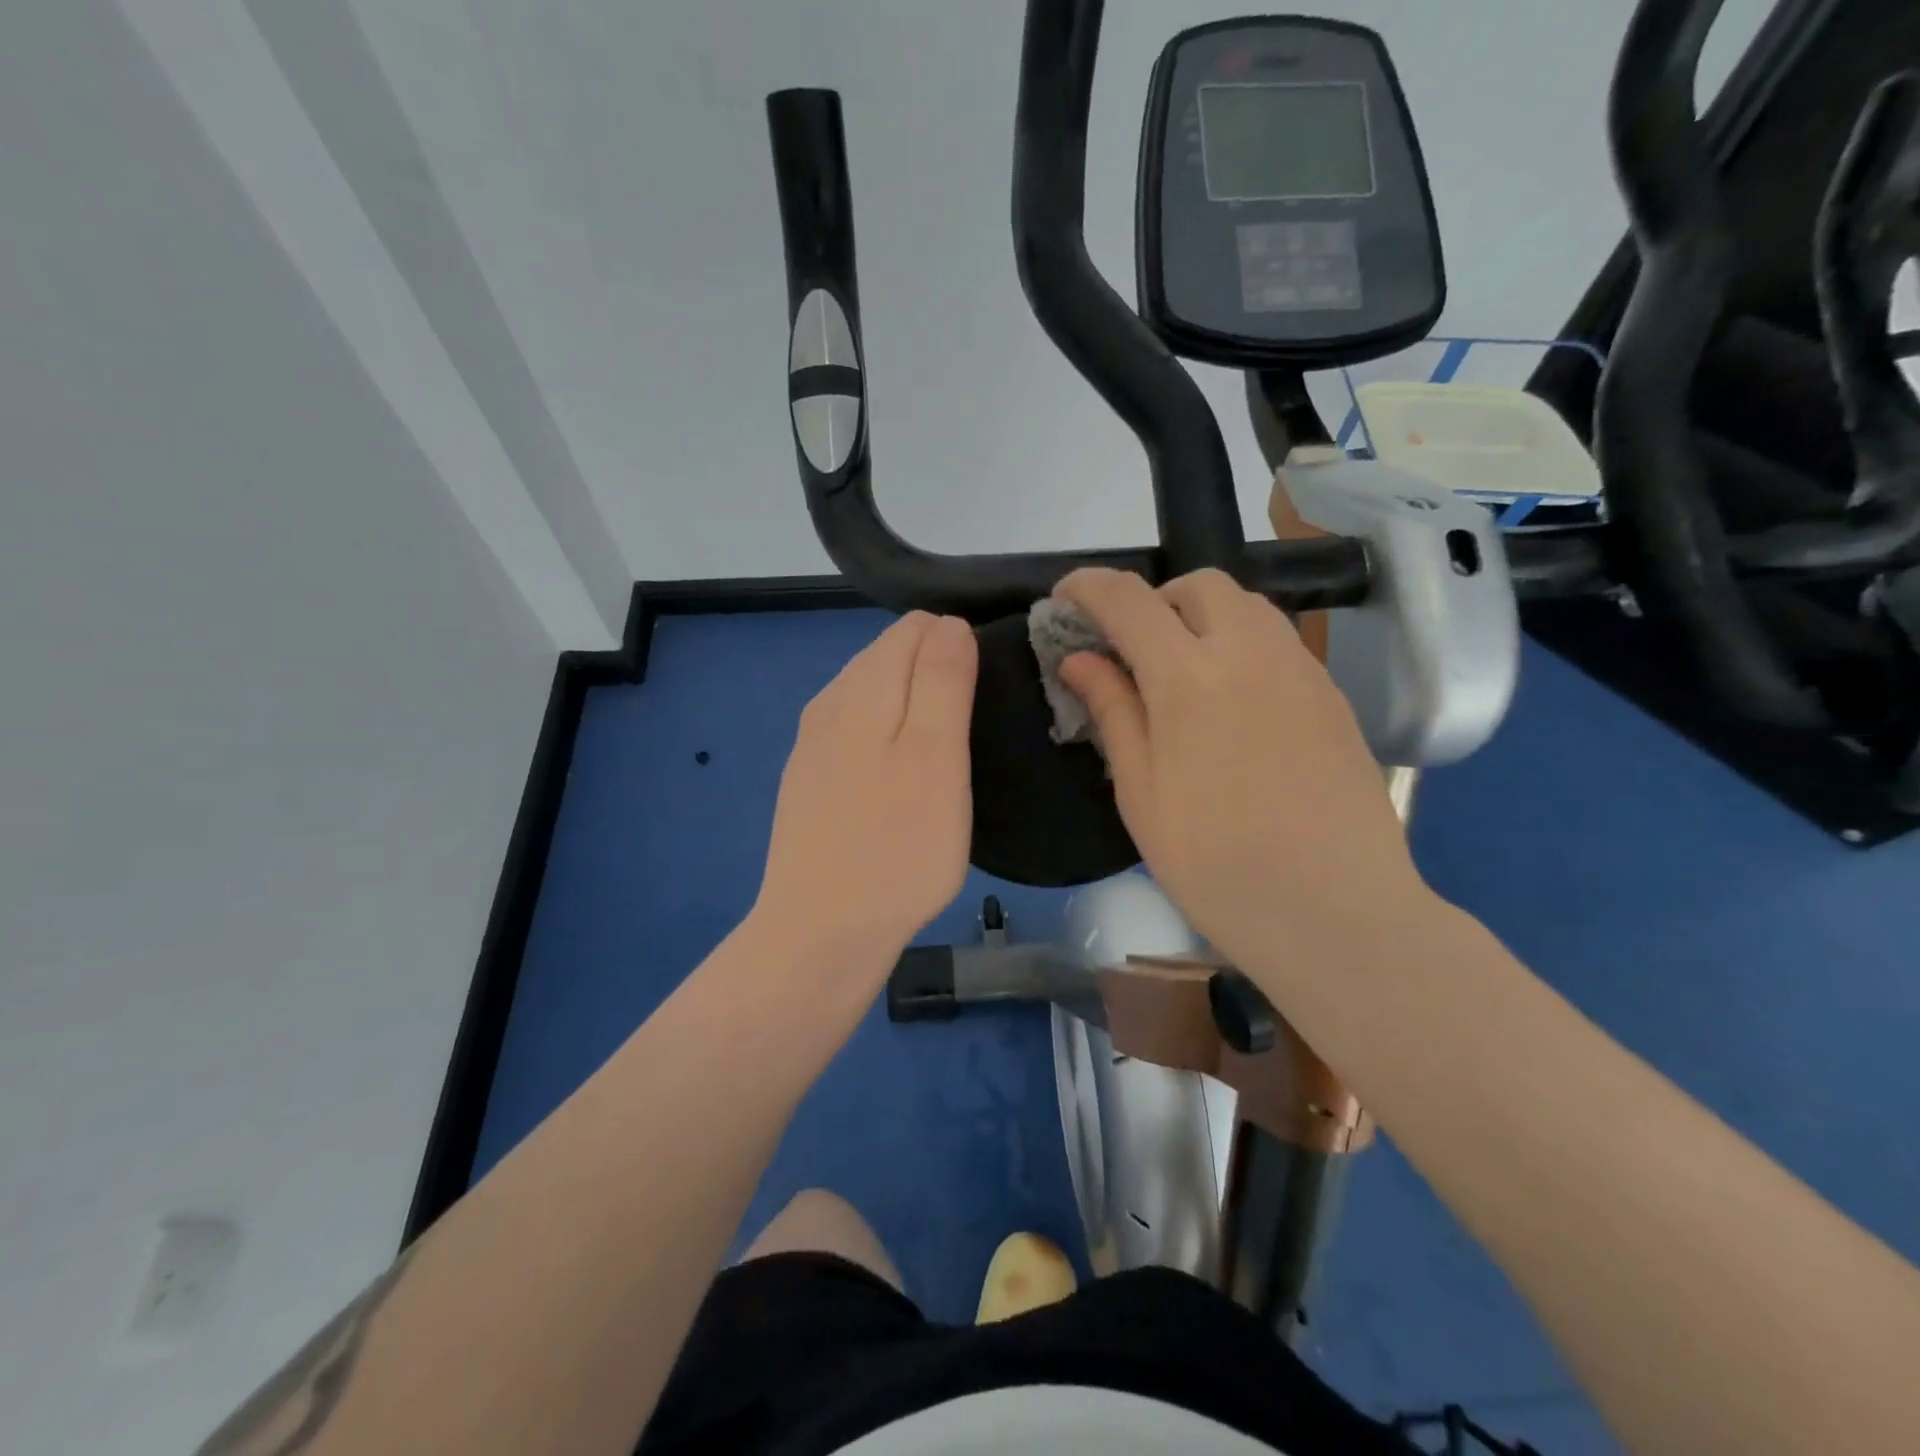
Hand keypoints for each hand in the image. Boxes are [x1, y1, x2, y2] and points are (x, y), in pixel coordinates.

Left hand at [754, 611, 977, 976]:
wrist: (821, 933)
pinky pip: (860, 734)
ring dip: (916, 711)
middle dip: (938, 677)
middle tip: (973, 736)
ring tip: (948, 761)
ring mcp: (814, 744)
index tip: (987, 698)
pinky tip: (906, 784)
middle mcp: (829, 701)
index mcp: (861, 686)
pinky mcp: (811, 781)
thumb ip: (943, 680)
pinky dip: (891, 742)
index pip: (916, 627)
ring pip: (876, 696)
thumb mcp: (936, 756)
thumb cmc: (896, 846)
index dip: (960, 647)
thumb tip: (949, 623)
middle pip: (892, 657)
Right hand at [1056, 567, 1424, 970]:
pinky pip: (1277, 641)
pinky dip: (1240, 645)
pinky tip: (1232, 704)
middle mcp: (1249, 651)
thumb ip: (1112, 711)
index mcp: (1188, 677)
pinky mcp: (1331, 694)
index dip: (1088, 587)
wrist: (1335, 912)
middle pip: (1197, 585)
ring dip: (1201, 618)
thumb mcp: (1141, 793)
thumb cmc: (1216, 864)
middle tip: (1132, 652)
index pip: (1128, 599)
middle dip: (1153, 601)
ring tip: (1182, 674)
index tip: (1064, 600)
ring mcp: (1300, 669)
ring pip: (1245, 605)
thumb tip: (1079, 659)